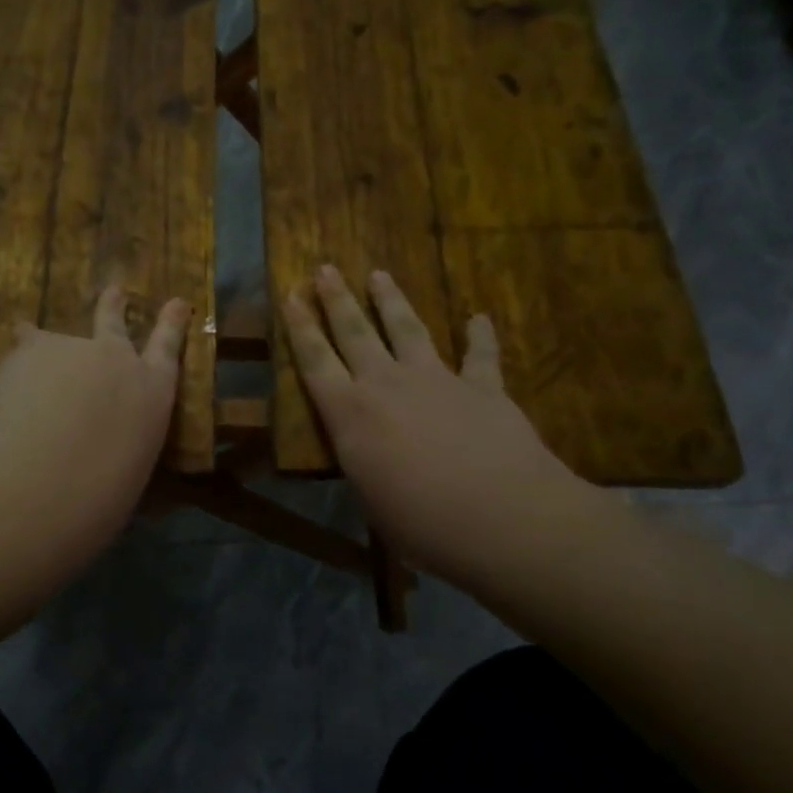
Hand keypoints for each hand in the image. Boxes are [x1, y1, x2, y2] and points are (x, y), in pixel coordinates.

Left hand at [0, 285, 190, 562]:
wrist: (46, 481)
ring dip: (43, 347)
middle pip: (114, 322)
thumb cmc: (100, 495)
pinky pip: (20, 352)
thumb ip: (120, 446)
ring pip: (53, 340)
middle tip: (114, 289)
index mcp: (152, 393)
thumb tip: (106, 451)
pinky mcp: (33, 347)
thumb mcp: (128, 472)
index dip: (171, 324)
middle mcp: (117, 360)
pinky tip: (3, 390)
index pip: (168, 350)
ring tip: (27, 349)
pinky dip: (13, 369)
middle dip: (113, 305)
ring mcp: (74, 348)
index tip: (177, 302)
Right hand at [282, 266, 595, 576]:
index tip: (290, 294)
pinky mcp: (482, 387)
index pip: (315, 361)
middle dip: (336, 299)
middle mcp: (386, 385)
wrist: (503, 518)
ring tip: (379, 274)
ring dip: (391, 301)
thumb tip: (365, 454)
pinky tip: (479, 317)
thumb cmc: (422, 523)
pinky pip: (479, 354)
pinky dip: (479, 335)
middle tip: (325, 269)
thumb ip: (365, 464)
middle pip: (355, 332)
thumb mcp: (372, 499)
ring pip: (407, 329)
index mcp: (350, 414)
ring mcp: (436, 380)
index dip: (300, 326)